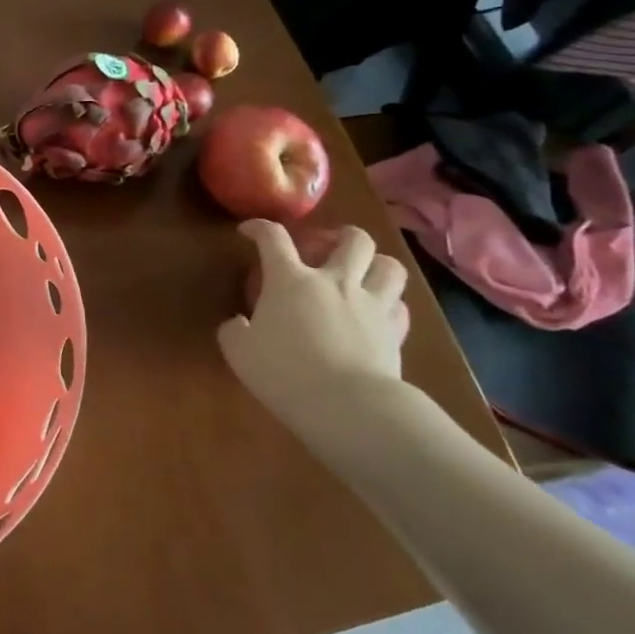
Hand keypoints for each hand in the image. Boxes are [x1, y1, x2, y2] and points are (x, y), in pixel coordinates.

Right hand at [216, 221, 410, 453]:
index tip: (248, 232)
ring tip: (362, 274)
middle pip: (353, 239)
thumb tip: (238, 323)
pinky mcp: (394, 332)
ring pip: (389, 265)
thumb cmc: (284, 372)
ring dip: (376, 264)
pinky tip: (378, 313)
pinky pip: (400, 306)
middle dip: (341, 236)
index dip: (258, 228)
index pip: (272, 237)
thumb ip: (234, 330)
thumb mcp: (239, 352)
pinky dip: (390, 304)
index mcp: (290, 279)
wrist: (347, 406)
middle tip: (327, 249)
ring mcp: (371, 304)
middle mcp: (334, 281)